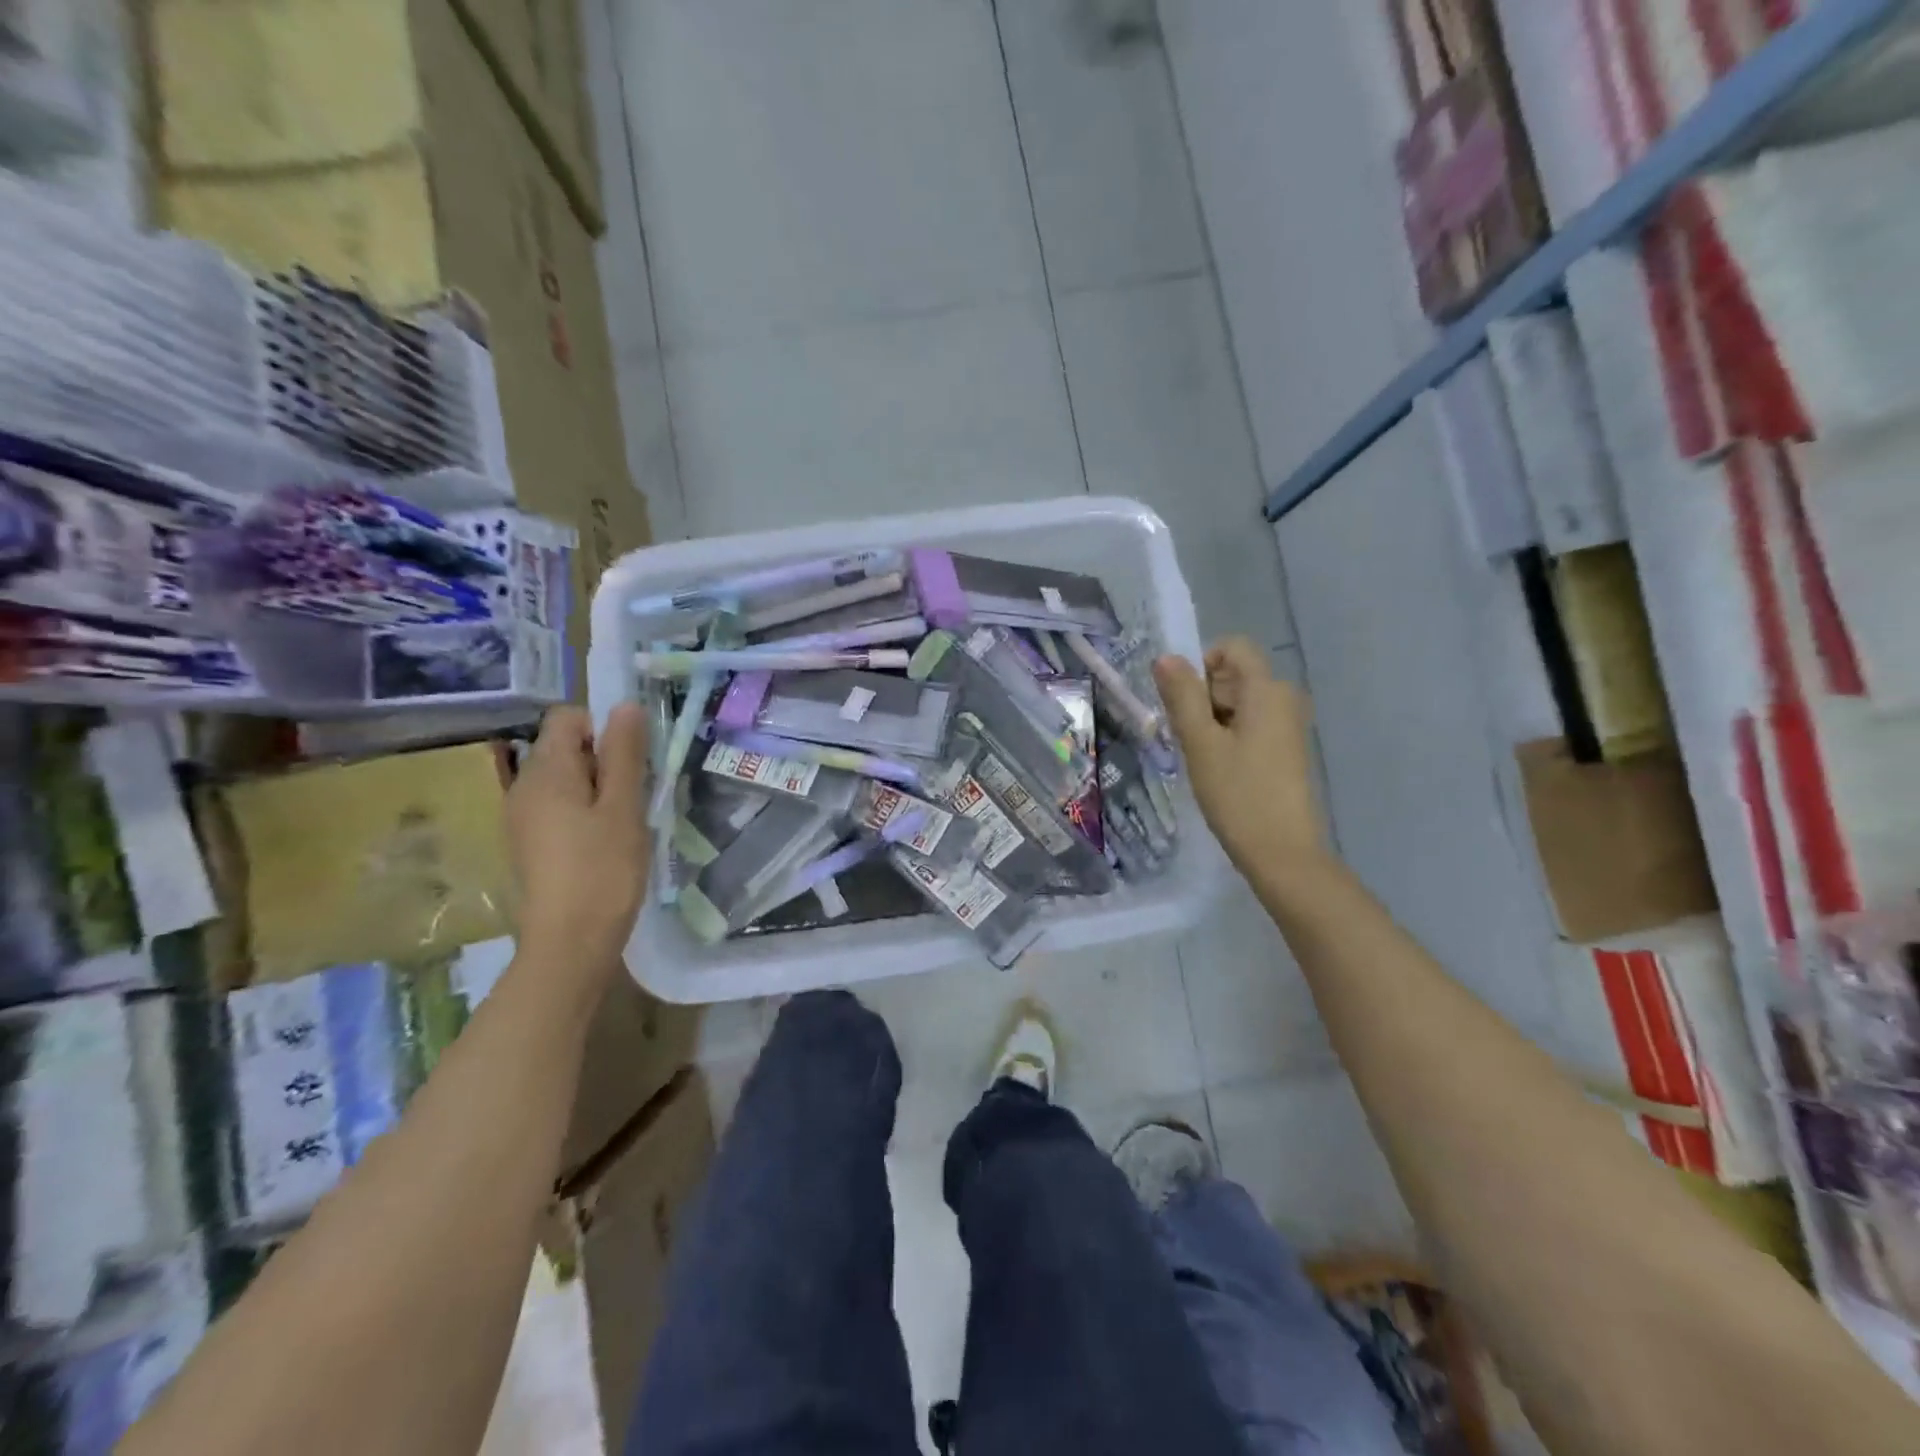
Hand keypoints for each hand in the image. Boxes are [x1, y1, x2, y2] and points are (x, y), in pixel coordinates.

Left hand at [506, 704, 650, 982]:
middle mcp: (523, 787)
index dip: (604, 726)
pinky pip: (559, 806)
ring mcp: (522, 817)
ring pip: (565, 779)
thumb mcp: (624, 807)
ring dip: (599, 787)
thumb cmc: (603, 870)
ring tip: (626, 819)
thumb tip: (625, 705)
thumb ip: (624, 754)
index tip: (633, 759)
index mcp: (545, 771)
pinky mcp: (530, 843)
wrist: (570, 943)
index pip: (568, 717)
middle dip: (605, 758)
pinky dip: (585, 811)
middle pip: (565, 747)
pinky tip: (607, 841)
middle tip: (637, 793)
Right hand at [1154, 638, 1326, 877]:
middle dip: (1204, 697)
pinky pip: (1251, 724)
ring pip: (1239, 703)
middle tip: (1191, 739)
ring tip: (1203, 759)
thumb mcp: (1200, 743)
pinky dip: (1229, 737)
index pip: (1233, 647)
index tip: (1186, 702)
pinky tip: (1220, 770)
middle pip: (1234, 676)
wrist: (1282, 852)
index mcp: (1267, 690)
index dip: (1203, 664)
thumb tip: (1166, 657)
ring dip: (1213, 721)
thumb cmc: (1238, 794)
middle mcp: (1285, 698)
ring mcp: (1289, 725)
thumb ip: (1182, 697)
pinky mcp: (1287, 749)